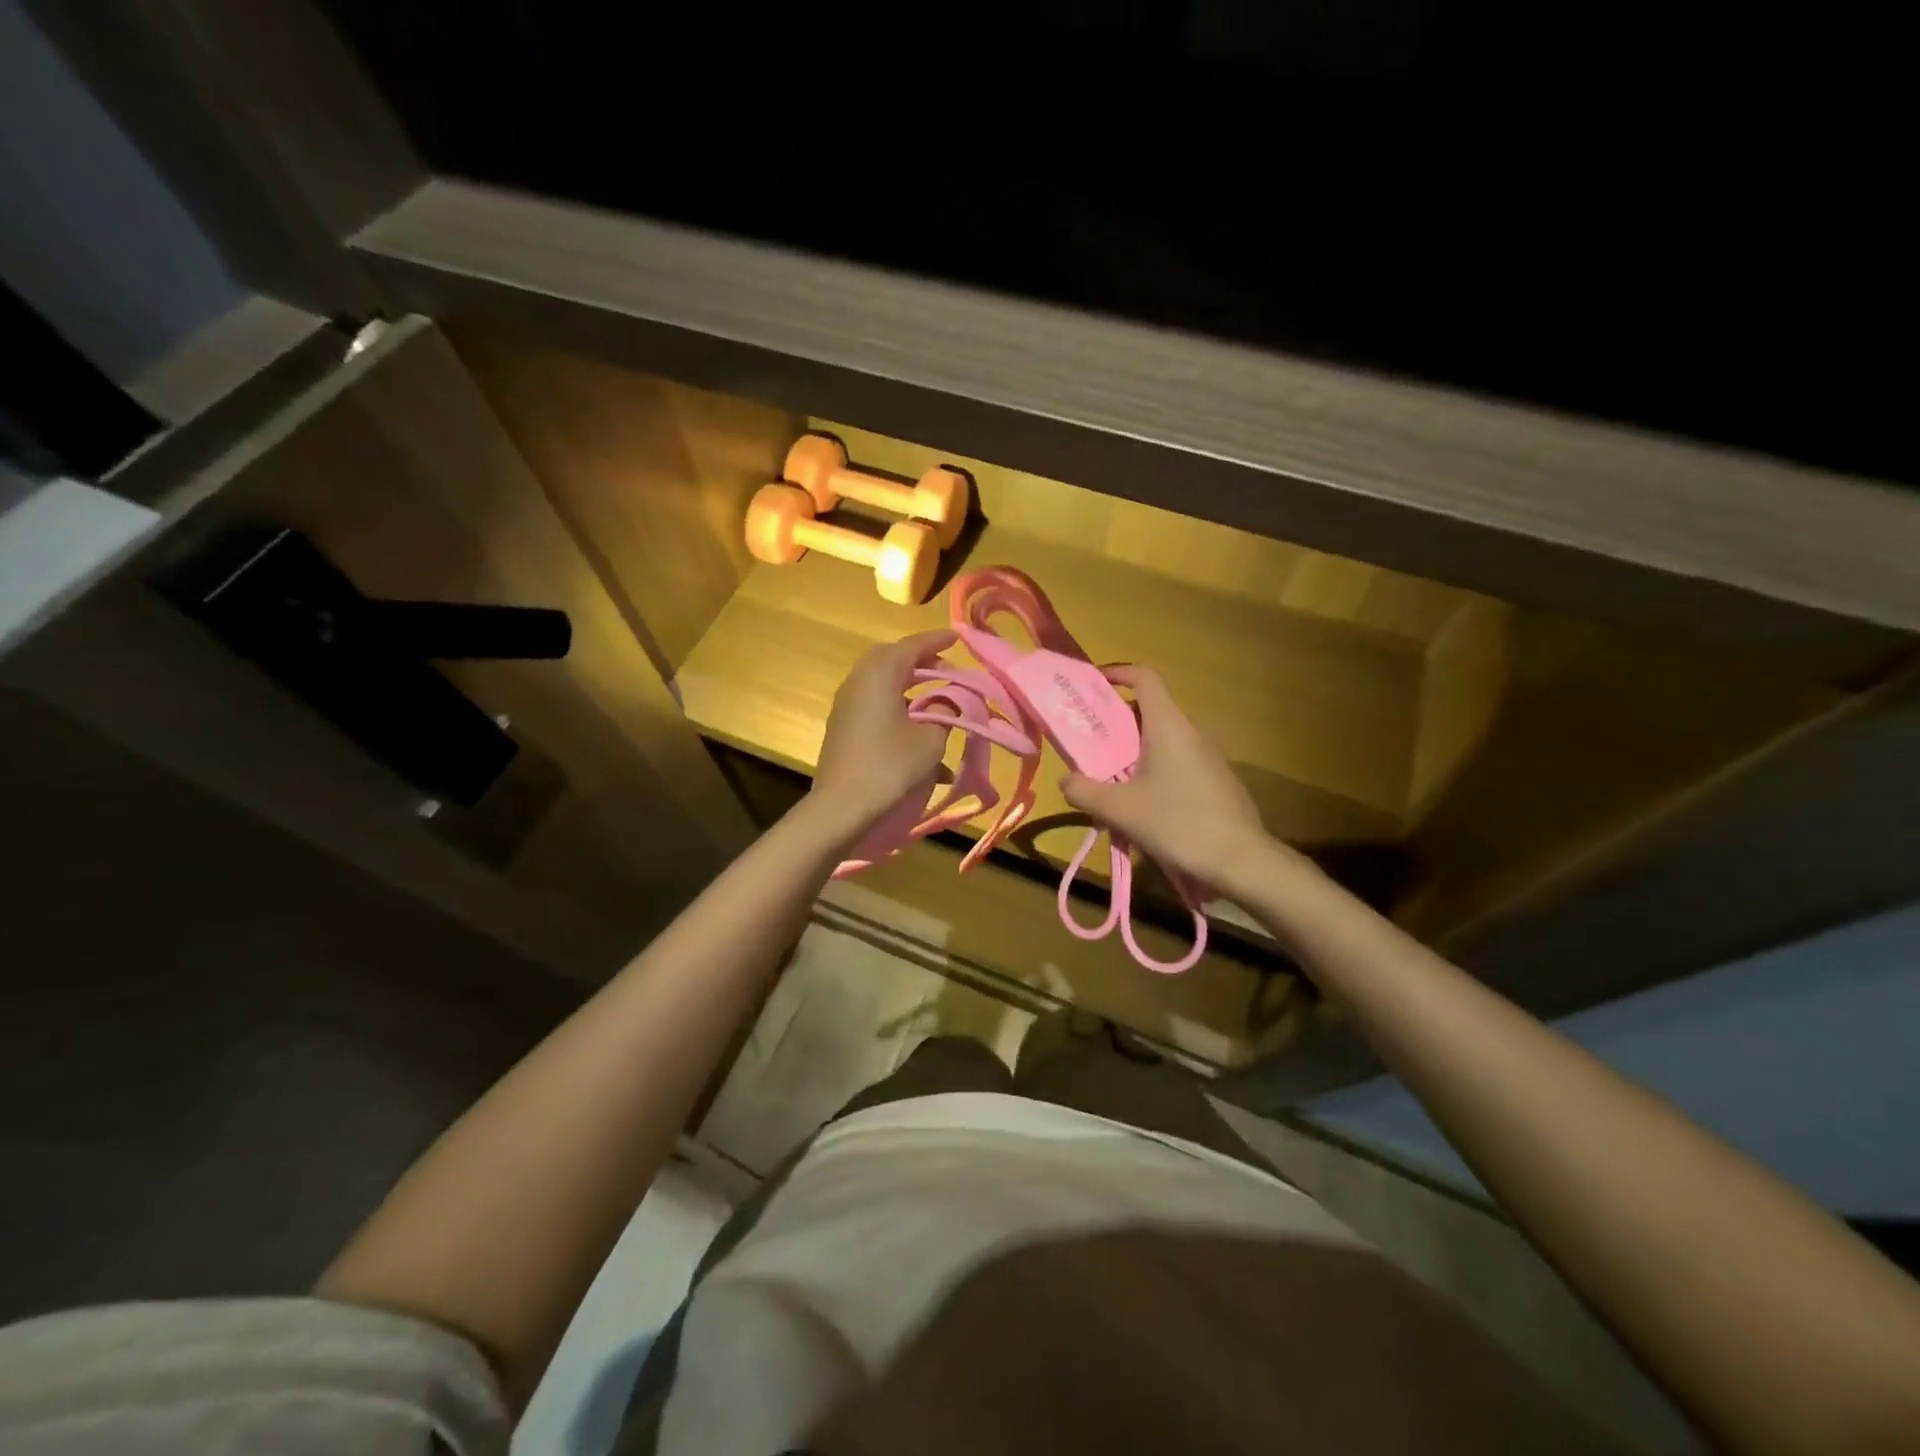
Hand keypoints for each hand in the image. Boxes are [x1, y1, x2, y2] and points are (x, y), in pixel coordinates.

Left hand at [810, 629, 956, 831]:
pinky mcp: (842, 727)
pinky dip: (897, 709)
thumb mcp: (930, 740)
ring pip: (882, 684)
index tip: (956, 638)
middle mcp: (858, 681)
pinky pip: (874, 706)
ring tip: (935, 700)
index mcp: (880, 674)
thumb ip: (944, 714)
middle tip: (946, 669)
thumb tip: (945, 704)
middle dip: (921, 662)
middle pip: (892, 660)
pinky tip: (917, 734)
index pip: (912, 645)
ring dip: (909, 688)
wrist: (842, 806)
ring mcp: (846, 705)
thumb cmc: (890, 766)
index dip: (936, 641)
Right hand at [1061, 664, 1287, 892]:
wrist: (1240, 861)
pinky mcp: (1218, 778)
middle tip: (1089, 742)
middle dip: (1116, 721)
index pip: (1144, 677)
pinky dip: (1155, 767)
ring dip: (1134, 748)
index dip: (1117, 673)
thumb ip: (1084, 791)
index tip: (1092, 684)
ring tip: (1109, 777)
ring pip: (1164, 737)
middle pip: (1150, 709)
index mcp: (1168, 725)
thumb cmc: (1177, 824)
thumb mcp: (1120, 810)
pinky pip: (1179, 759)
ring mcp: (1209, 755)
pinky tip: (1143, 802)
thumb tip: (1065, 781)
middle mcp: (1192, 731)